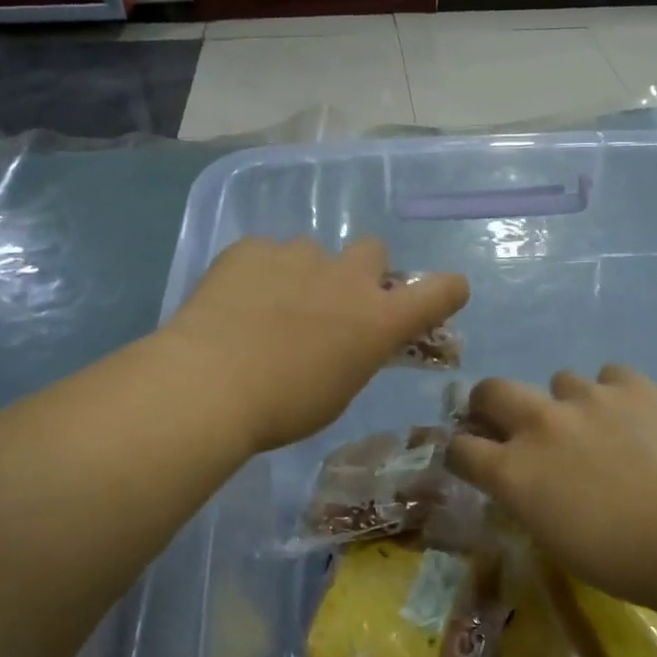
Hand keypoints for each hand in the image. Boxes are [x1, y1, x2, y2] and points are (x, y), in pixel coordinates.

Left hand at [163, 236, 468, 453]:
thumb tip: (349, 339)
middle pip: (373, 251)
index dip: (446, 290)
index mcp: (379, 319)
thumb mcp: (339, 391)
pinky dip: (258, 273)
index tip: (443, 294)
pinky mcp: (252, 248)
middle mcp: (348, 278)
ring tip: (268, 308)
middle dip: (359, 273)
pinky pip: (264, 254)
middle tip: (332, 303)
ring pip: (313, 252)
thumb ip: (356, 354)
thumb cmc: (284, 408)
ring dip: (303, 274)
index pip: (440, 290)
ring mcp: (298, 256)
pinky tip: (234, 303)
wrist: (210, 385)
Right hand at [447, 366, 656, 609]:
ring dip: (566, 403)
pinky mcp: (632, 386)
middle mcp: (540, 423)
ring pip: (559, 381)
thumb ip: (525, 495)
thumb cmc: (616, 559)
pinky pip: (610, 376)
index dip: (463, 452)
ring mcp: (587, 398)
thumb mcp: (550, 536)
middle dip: (490, 403)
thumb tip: (521, 476)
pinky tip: (632, 416)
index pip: (461, 448)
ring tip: (595, 426)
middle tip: (509, 420)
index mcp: (513, 470)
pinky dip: (614, 393)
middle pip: (491, 390)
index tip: (474, 458)